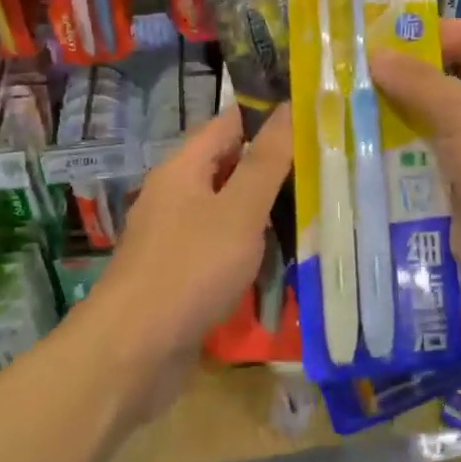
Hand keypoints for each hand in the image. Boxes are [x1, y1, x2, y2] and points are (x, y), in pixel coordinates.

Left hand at [82, 104, 292, 419]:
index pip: (232, 122)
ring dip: (268, 209)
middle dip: (277, 165)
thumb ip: (266, 161)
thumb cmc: (189, 270)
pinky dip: (253, 247)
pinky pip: (224, 246)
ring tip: (318, 209)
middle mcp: (177, 194)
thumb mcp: (239, 210)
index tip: (317, 116)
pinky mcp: (182, 274)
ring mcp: (177, 236)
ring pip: (231, 209)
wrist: (131, 355)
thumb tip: (289, 107)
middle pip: (232, 165)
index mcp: (184, 167)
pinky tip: (285, 258)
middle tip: (328, 166)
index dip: (272, 115)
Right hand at [371, 20, 460, 342]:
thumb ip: (421, 84)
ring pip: (423, 135)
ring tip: (335, 120)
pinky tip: (350, 166)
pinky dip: (389, 173)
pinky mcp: (455, 204)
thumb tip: (376, 55)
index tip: (379, 39)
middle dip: (397, 83)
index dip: (432, 33)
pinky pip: (417, 180)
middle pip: (441, 88)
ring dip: (386, 129)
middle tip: (342, 79)